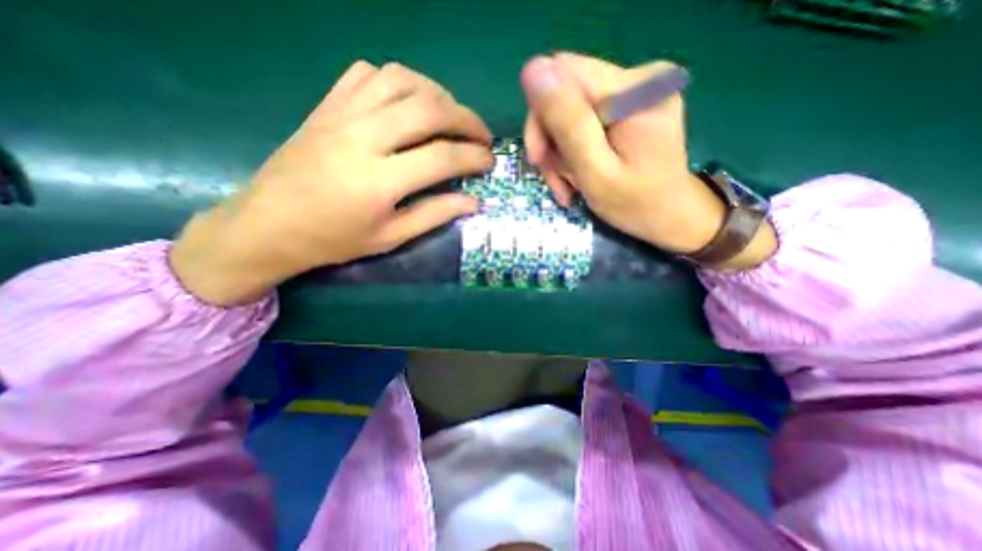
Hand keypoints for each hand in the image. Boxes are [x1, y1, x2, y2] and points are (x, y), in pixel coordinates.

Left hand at [170, 63, 495, 307]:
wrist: (268, 224)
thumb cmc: (334, 240)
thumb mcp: (390, 238)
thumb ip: (434, 215)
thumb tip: (473, 202)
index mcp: (378, 181)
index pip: (441, 158)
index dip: (473, 157)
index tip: (489, 161)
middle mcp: (361, 138)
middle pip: (427, 109)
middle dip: (466, 119)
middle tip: (481, 135)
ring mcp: (340, 114)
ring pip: (401, 80)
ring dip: (437, 93)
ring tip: (451, 115)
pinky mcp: (326, 105)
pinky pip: (368, 73)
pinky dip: (399, 80)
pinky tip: (409, 101)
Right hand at [518, 54, 779, 267]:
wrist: (671, 216)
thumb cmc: (636, 205)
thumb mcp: (596, 172)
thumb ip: (568, 124)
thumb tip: (532, 70)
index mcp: (635, 91)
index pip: (563, 76)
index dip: (541, 117)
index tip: (540, 159)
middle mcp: (638, 78)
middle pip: (566, 93)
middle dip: (551, 140)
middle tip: (555, 176)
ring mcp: (635, 92)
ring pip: (570, 111)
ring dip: (561, 152)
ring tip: (568, 184)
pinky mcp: (629, 106)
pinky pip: (583, 121)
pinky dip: (573, 151)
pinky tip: (577, 175)